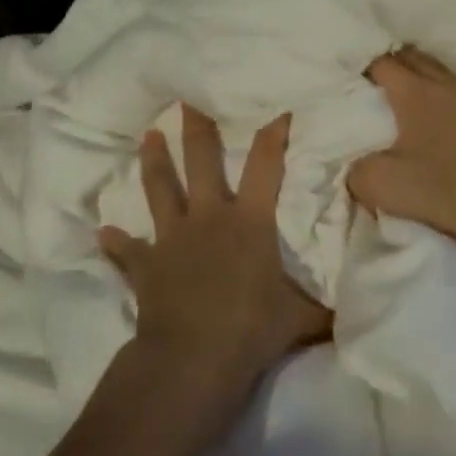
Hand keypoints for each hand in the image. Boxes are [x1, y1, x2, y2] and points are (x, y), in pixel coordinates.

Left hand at [99, 106, 330, 418]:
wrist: (193, 358)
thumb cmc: (251, 330)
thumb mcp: (300, 319)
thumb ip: (322, 309)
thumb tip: (351, 313)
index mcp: (250, 221)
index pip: (266, 165)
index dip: (273, 133)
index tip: (277, 106)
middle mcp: (209, 218)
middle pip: (202, 161)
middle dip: (197, 127)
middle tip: (189, 97)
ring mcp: (172, 238)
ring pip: (160, 189)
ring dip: (154, 161)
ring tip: (149, 135)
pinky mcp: (146, 265)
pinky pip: (127, 251)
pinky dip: (117, 242)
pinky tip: (104, 233)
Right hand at [348, 49, 455, 269]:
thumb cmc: (439, 194)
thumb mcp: (378, 186)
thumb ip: (356, 168)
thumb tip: (357, 163)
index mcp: (416, 94)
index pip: (384, 63)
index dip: (367, 67)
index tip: (358, 80)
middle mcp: (451, 88)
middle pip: (418, 59)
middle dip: (398, 64)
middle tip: (383, 82)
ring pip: (450, 78)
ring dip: (431, 84)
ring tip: (420, 102)